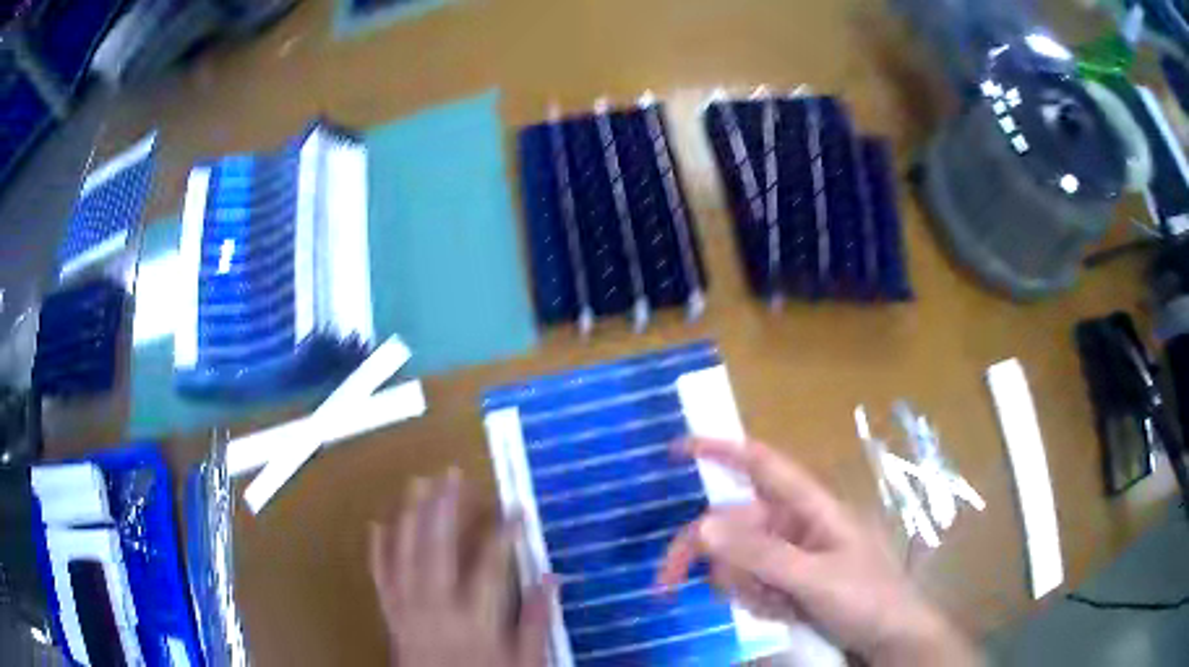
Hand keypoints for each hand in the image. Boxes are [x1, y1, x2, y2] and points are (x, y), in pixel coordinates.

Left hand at [369, 469, 554, 666]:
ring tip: (417, 484)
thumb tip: (552, 577)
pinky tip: (377, 525)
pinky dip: (377, 550)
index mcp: (474, 620)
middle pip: (437, 550)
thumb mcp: (526, 663)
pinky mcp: (391, 616)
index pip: (490, 564)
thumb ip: (537, 621)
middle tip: (452, 474)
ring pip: (404, 556)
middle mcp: (436, 608)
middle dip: (444, 509)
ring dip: (409, 518)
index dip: (503, 532)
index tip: (516, 508)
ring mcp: (408, 610)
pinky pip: (381, 578)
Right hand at [658, 439, 980, 666]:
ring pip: (738, 560)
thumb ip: (759, 555)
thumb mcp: (814, 578)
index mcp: (810, 506)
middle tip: (667, 584)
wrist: (889, 637)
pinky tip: (783, 613)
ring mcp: (791, 554)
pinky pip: (751, 584)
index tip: (675, 449)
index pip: (761, 464)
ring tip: (779, 606)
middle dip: (706, 554)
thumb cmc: (866, 597)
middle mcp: (796, 524)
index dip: (720, 450)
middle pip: (733, 524)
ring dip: (744, 587)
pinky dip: (756, 601)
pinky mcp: (788, 580)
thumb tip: (701, 525)